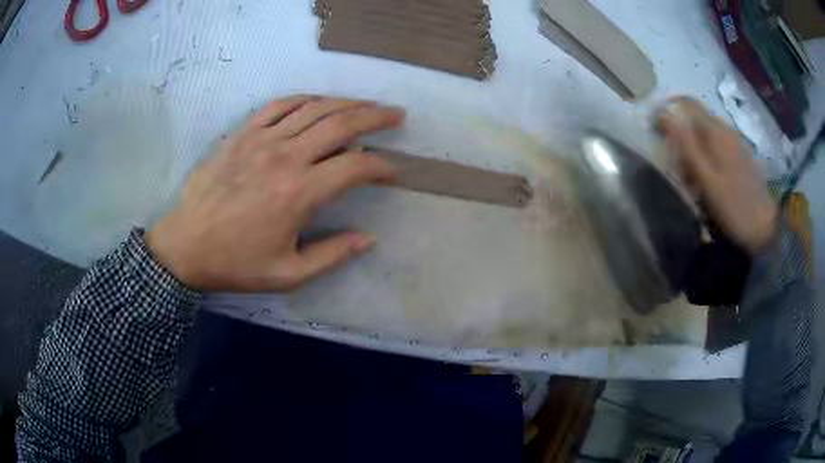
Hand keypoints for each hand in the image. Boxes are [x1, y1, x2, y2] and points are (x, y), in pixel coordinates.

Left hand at [146, 95, 404, 291]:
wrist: (186, 246)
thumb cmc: (236, 263)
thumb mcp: (288, 274)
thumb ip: (332, 255)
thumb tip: (369, 239)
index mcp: (299, 193)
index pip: (355, 167)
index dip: (381, 166)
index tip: (393, 170)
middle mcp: (285, 157)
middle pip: (341, 124)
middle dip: (375, 117)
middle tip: (396, 115)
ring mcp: (262, 140)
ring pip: (314, 108)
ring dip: (346, 103)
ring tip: (366, 104)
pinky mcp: (243, 133)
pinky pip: (279, 105)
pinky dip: (305, 99)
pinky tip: (319, 101)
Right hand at [656, 97, 777, 254]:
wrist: (765, 227)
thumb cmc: (734, 207)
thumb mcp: (707, 180)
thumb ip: (687, 146)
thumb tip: (664, 115)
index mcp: (716, 132)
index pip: (688, 103)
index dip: (669, 108)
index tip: (657, 125)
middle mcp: (726, 130)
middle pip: (697, 120)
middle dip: (683, 135)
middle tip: (679, 167)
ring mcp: (737, 142)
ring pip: (708, 134)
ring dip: (696, 148)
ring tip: (694, 179)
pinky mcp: (743, 155)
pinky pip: (720, 145)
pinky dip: (709, 155)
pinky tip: (711, 179)